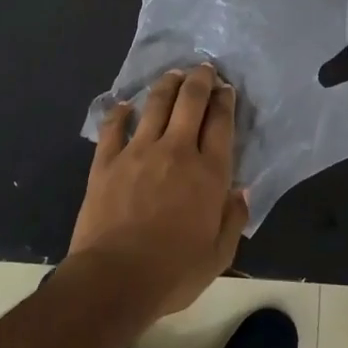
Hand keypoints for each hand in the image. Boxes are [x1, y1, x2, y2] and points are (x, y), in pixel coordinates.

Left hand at [70, 62, 248, 317]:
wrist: (114, 279)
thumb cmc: (173, 272)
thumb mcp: (219, 255)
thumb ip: (233, 219)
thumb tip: (241, 191)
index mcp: (208, 173)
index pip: (221, 124)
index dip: (225, 101)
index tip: (226, 88)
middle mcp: (176, 151)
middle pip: (190, 102)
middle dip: (199, 80)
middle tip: (203, 68)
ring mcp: (137, 152)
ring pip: (155, 105)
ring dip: (166, 85)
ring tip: (173, 75)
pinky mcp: (106, 161)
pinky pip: (113, 127)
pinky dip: (120, 112)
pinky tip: (124, 104)